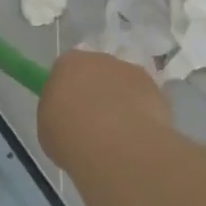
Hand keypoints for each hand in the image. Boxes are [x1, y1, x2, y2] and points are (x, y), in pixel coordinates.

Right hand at [38, 49, 172, 171]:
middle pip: (96, 72)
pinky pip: (143, 98)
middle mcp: (101, 59)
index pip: (65, 70)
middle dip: (95, 92)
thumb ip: (57, 113)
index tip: (68, 111)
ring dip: (120, 101)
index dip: (67, 91)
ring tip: (117, 134)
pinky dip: (140, 112)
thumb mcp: (48, 128)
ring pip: (122, 84)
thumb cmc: (72, 137)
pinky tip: (136, 135)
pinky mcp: (156, 88)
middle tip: (92, 122)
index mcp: (69, 64)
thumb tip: (68, 115)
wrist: (118, 146)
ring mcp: (131, 72)